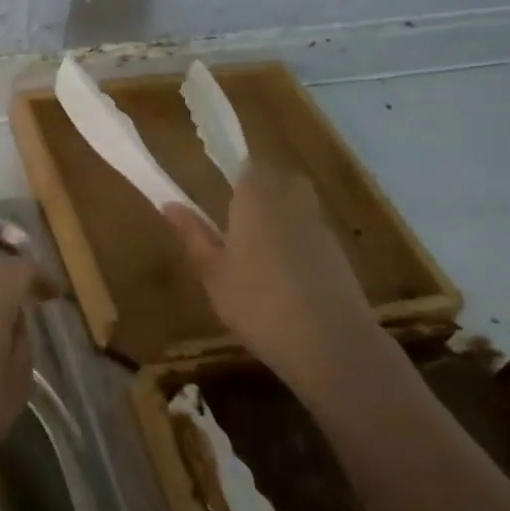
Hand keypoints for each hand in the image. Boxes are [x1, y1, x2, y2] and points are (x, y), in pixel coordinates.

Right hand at [161, 160, 398, 392]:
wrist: (331, 344)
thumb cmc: (258, 304)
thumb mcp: (213, 273)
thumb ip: (193, 235)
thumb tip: (169, 204)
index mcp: (256, 200)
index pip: (250, 167)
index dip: (237, 176)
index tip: (221, 196)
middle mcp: (292, 203)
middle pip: (281, 180)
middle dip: (263, 191)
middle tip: (238, 221)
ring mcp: (321, 229)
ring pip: (300, 206)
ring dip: (282, 217)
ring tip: (259, 252)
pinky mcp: (341, 255)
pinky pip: (314, 233)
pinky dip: (300, 243)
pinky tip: (285, 277)